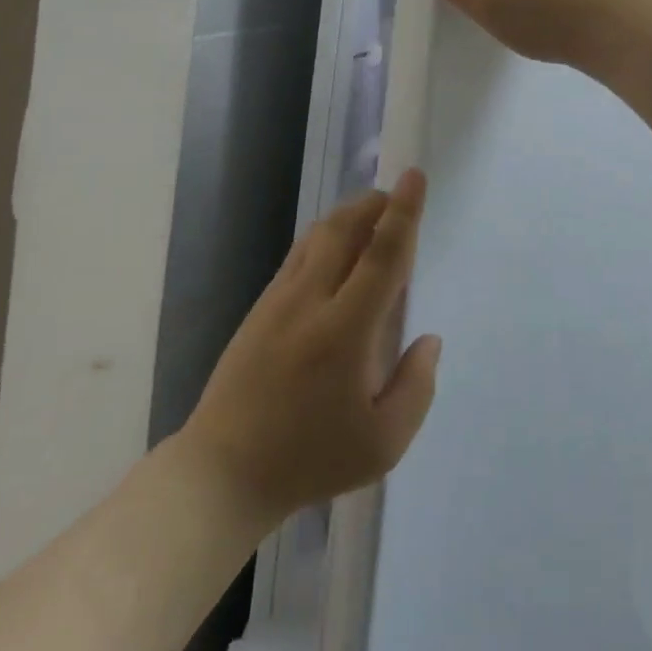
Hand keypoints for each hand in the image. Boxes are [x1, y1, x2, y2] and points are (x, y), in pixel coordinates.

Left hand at [181, 172, 441, 523]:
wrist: (222, 473)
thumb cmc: (309, 460)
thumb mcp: (382, 444)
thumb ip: (416, 388)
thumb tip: (429, 341)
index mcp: (346, 330)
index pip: (381, 255)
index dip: (404, 212)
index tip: (415, 176)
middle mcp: (311, 301)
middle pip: (345, 229)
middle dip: (375, 204)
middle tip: (397, 199)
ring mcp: (279, 300)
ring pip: (318, 236)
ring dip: (349, 216)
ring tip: (372, 218)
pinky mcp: (260, 308)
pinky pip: (299, 254)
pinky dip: (325, 238)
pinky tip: (336, 252)